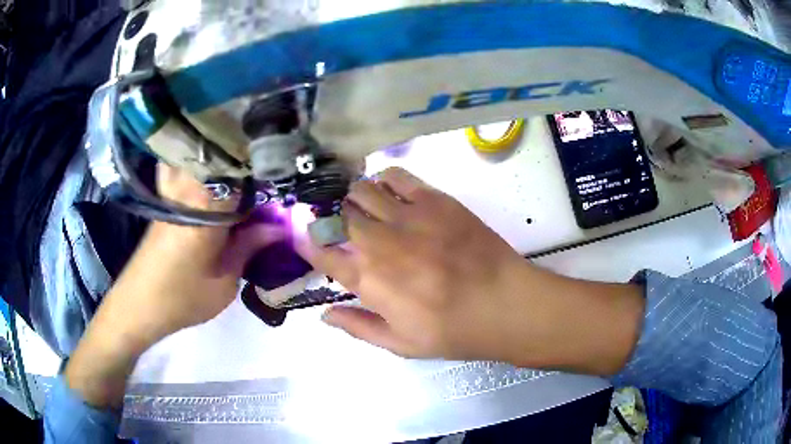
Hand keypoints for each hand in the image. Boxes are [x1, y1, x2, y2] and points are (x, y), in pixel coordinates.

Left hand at [65, 164, 282, 406]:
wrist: (137, 306)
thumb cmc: (181, 300)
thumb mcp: (223, 285)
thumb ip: (248, 249)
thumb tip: (278, 227)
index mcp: (205, 210)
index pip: (240, 172)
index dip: (265, 167)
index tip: (286, 174)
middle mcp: (187, 190)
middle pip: (221, 155)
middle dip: (247, 157)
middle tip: (270, 170)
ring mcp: (174, 191)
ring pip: (203, 158)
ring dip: (226, 161)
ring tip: (247, 174)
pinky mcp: (167, 200)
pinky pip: (191, 171)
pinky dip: (207, 170)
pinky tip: (220, 184)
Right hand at [298, 168, 529, 361]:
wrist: (505, 304)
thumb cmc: (453, 331)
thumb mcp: (401, 344)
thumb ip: (358, 327)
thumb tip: (324, 314)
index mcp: (369, 281)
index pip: (322, 254)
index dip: (308, 244)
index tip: (305, 240)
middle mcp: (380, 242)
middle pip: (338, 215)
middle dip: (330, 218)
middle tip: (338, 224)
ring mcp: (408, 216)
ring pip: (361, 189)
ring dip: (353, 197)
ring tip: (361, 206)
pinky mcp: (434, 199)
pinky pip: (397, 176)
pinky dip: (384, 180)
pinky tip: (388, 193)